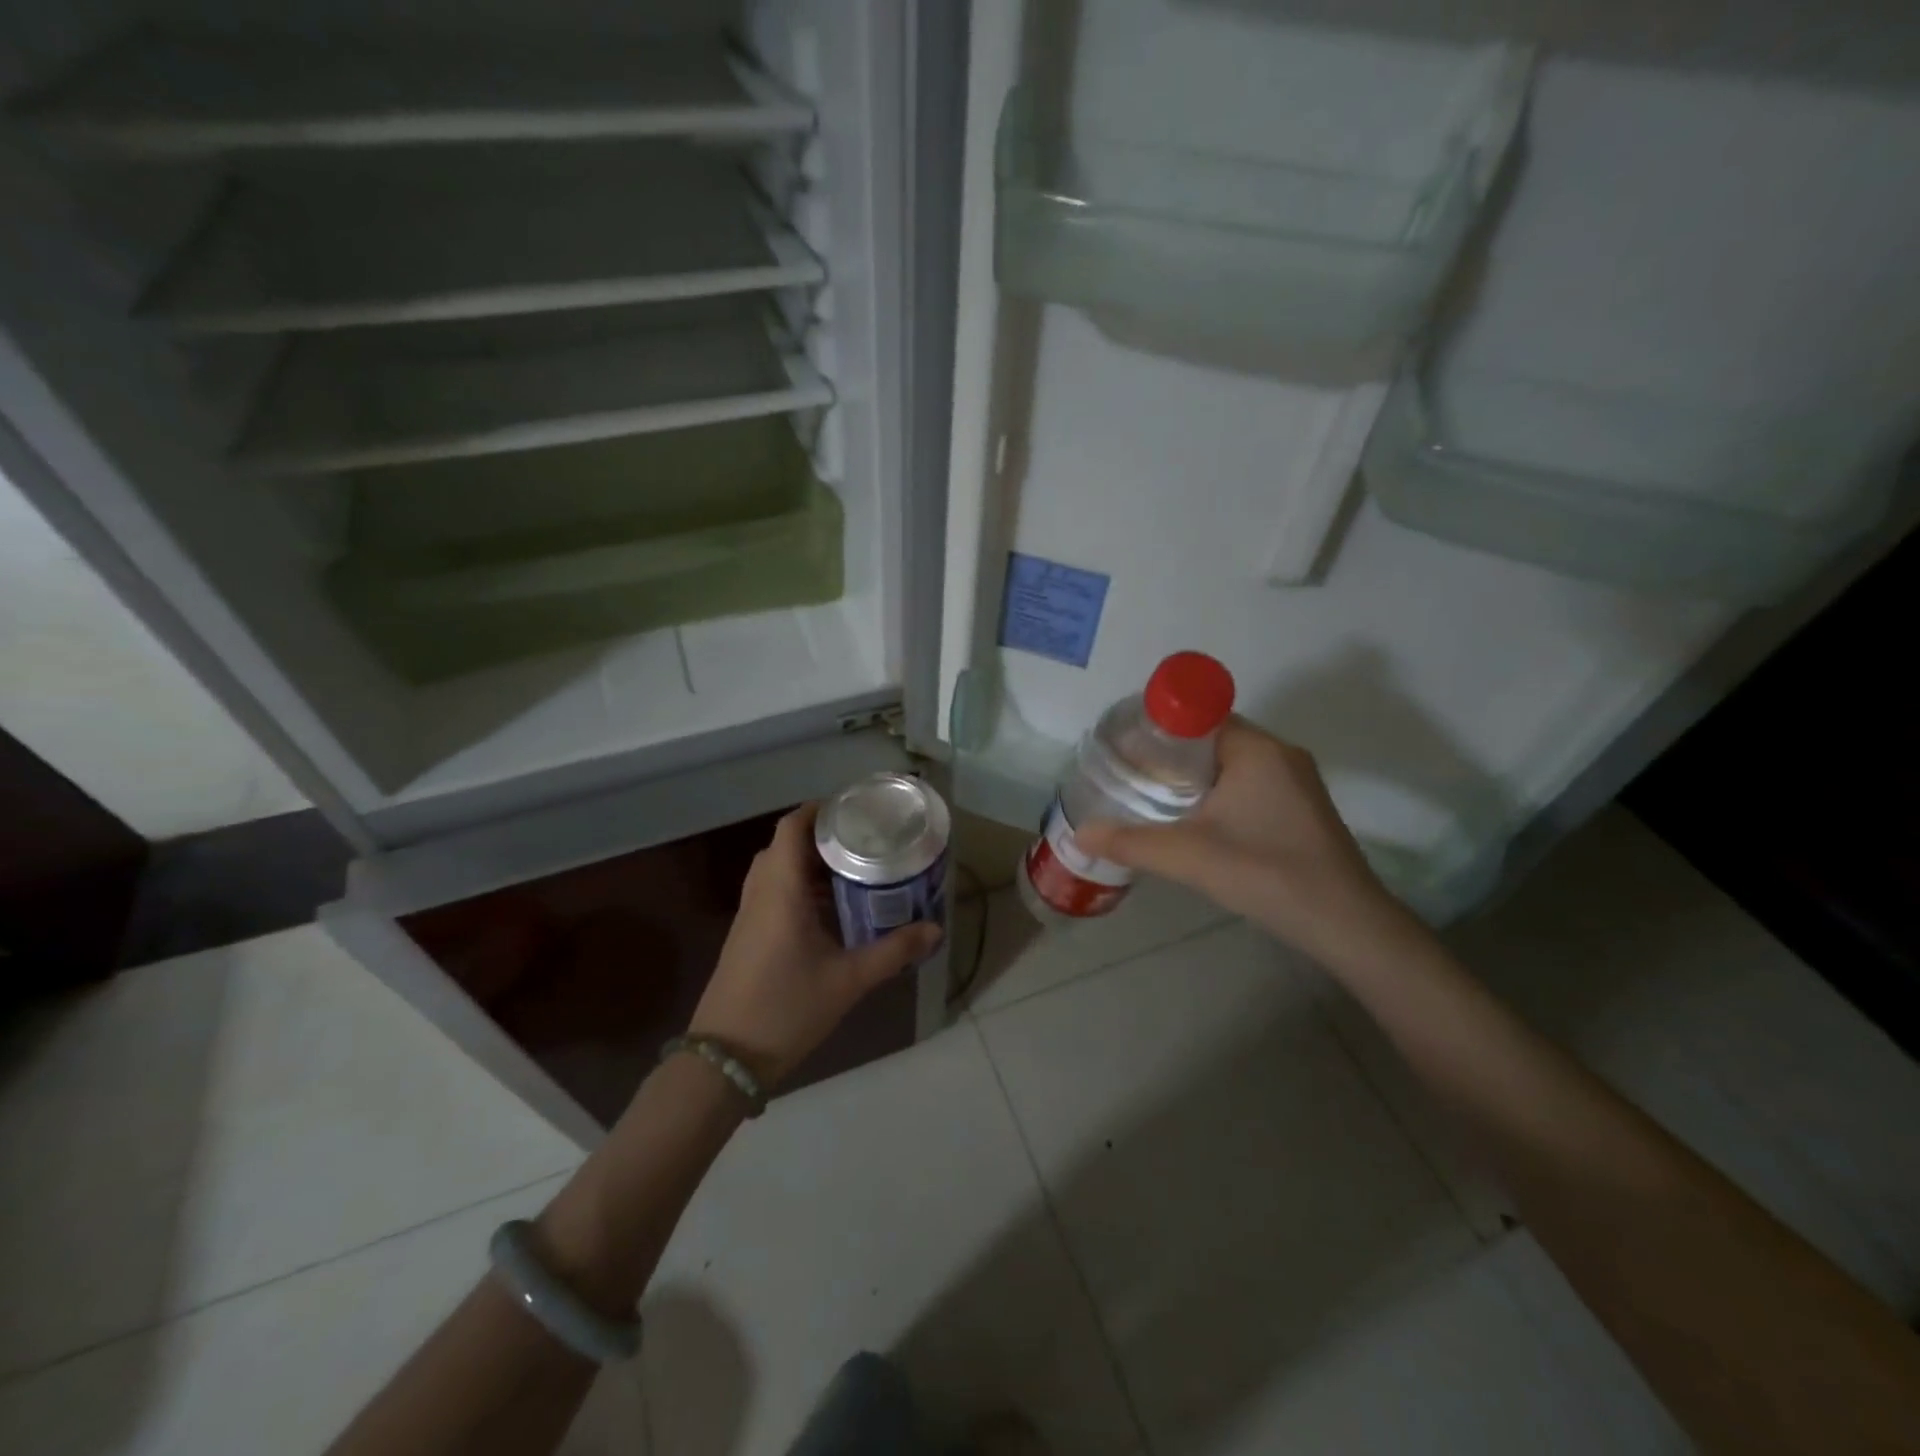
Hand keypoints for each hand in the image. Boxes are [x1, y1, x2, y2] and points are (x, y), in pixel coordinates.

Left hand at [688, 805, 941, 1087]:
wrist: (725, 1059)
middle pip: (785, 844)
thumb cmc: (786, 1009)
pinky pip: (772, 892)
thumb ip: (893, 951)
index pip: (792, 827)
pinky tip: (829, 909)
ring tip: (853, 868)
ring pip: (777, 869)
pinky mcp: (747, 936)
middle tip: (862, 839)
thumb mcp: (848, 980)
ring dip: (809, 863)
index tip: (854, 808)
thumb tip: (936, 930)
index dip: (819, 809)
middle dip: (821, 835)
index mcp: (781, 890)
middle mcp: (761, 893)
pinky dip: (799, 886)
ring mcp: (749, 916)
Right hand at [1076, 720, 1417, 967]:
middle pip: (1212, 738)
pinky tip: (1195, 820)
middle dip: (1170, 754)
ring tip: (1152, 796)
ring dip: (1194, 775)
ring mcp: (1296, 781)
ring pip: (1231, 762)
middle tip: (1130, 774)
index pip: (1198, 716)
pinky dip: (1218, 791)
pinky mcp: (1301, 807)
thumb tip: (1079, 834)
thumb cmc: (1267, 874)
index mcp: (1257, 749)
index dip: (1158, 727)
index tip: (1126, 748)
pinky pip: (1249, 782)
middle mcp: (1280, 754)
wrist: (1345, 923)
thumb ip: (1131, 842)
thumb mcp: (1189, 856)